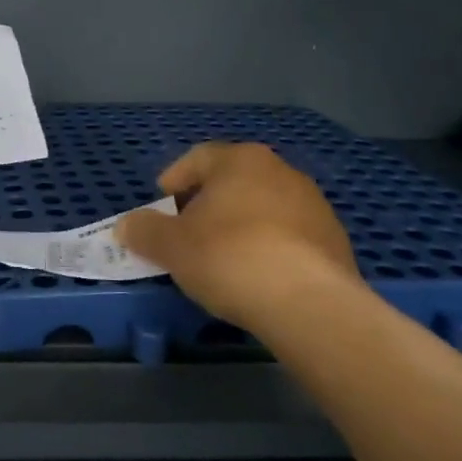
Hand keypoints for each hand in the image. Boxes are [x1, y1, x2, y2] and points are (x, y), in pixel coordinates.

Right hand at [116, 142, 359, 328]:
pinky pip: (288, 236)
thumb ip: (144, 231)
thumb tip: (126, 225)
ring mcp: (314, 205)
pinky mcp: (335, 240)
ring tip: (221, 259)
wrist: (308, 303)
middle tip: (186, 233)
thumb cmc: (228, 257)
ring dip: (238, 226)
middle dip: (206, 204)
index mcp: (240, 160)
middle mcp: (281, 171)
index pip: (198, 157)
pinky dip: (268, 248)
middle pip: (232, 181)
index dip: (174, 180)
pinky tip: (256, 277)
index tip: (161, 206)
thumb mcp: (170, 246)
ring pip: (262, 207)